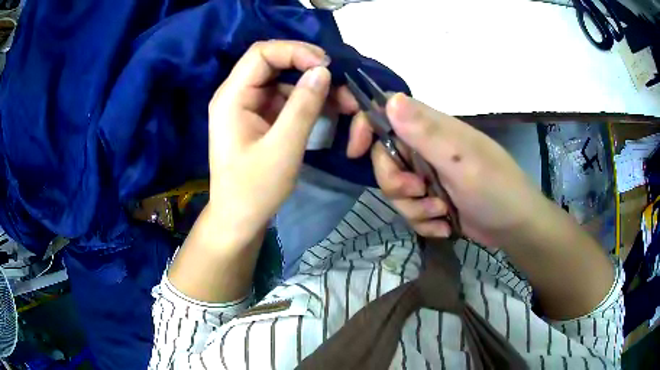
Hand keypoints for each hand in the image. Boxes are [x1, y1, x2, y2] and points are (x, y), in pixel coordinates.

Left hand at [206, 40, 356, 247]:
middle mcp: (237, 94)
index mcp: (232, 97)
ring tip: (343, 98)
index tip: (326, 66)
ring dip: (312, 84)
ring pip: (283, 80)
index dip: (295, 51)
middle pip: (272, 62)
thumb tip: (323, 71)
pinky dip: (307, 100)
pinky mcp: (259, 117)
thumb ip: (303, 106)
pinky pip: (285, 98)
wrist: (239, 219)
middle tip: (339, 79)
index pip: (261, 54)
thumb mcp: (283, 148)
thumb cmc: (255, 189)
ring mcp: (248, 105)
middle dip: (307, 66)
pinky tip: (329, 108)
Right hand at [348, 93, 544, 247]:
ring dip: (414, 208)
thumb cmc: (496, 189)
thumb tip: (390, 99)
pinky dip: (424, 221)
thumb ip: (426, 132)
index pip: (385, 112)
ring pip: (395, 190)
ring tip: (441, 214)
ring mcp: (429, 175)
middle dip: (394, 184)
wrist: (515, 228)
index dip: (364, 126)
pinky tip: (444, 225)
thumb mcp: (462, 161)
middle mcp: (426, 148)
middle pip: (384, 159)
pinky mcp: (432, 198)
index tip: (354, 151)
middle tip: (419, 194)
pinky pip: (410, 210)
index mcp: (432, 129)